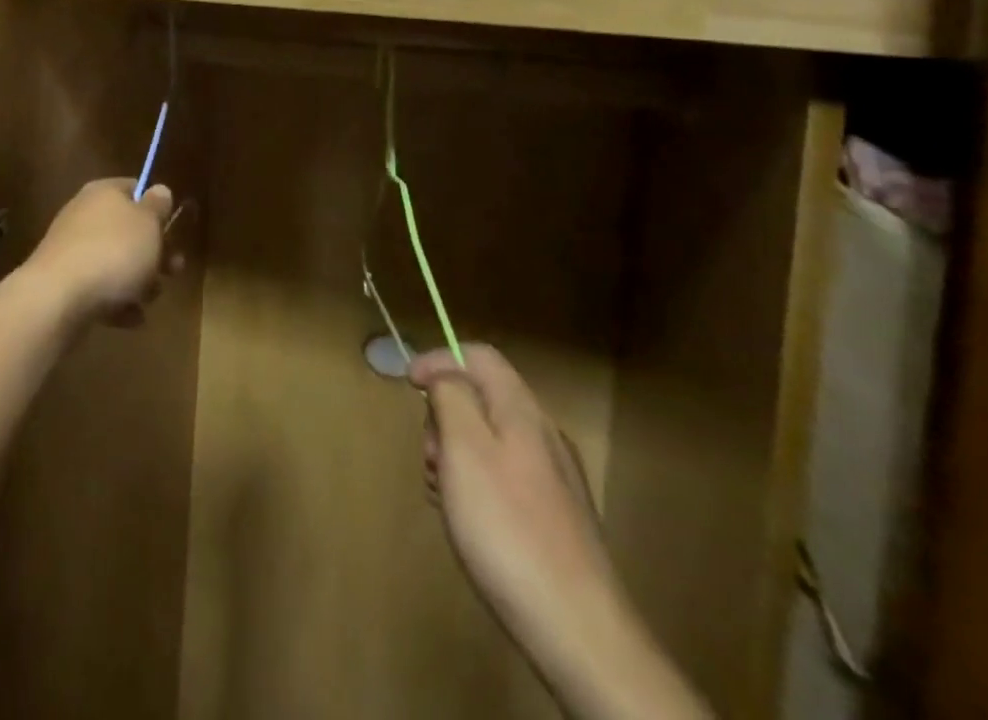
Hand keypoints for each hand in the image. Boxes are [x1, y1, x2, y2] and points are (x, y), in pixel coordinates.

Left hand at [25, 179, 180, 328]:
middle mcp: (84, 215)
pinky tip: (130, 318)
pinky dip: (116, 302)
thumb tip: (159, 190)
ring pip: (115, 261)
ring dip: (138, 281)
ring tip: (149, 300)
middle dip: (153, 253)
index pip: (133, 188)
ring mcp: (71, 249)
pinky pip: (99, 288)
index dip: (155, 207)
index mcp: (104, 192)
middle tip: (173, 270)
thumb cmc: (113, 252)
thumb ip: (157, 206)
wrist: (58, 297)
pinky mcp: (64, 282)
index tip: (172, 228)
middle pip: (127, 230)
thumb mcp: (148, 223)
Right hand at [412, 346, 710, 719]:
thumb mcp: (464, 448)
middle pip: (481, 397)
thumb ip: (450, 396)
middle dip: (444, 416)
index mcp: (522, 411)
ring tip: (446, 496)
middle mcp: (544, 435)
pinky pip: (503, 477)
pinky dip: (476, 485)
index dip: (438, 359)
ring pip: (489, 440)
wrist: (580, 632)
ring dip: (455, 455)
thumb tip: (443, 370)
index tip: (408, 385)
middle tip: (430, 457)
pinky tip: (469, 523)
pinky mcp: (556, 518)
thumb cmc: (508, 528)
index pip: (478, 355)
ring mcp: (554, 478)